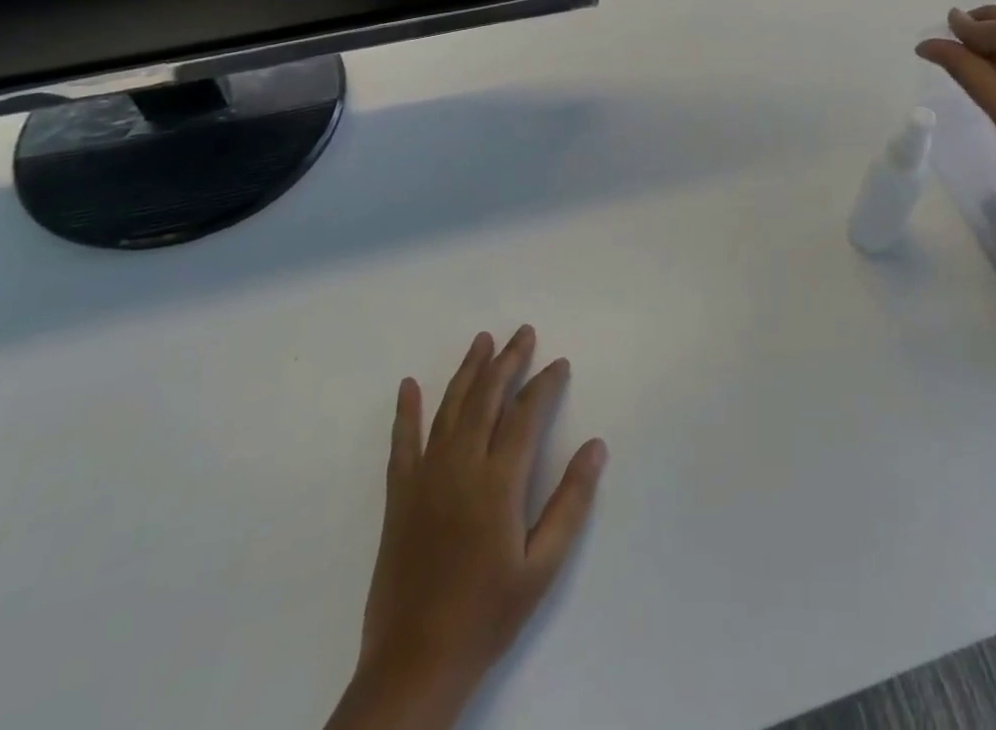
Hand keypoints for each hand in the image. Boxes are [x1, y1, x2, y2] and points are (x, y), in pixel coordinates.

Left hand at [330, 327, 607, 729]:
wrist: (415, 662)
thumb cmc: (487, 614)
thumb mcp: (542, 566)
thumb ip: (570, 502)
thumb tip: (596, 446)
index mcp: (498, 482)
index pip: (525, 414)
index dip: (544, 383)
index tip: (559, 363)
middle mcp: (460, 466)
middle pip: (487, 397)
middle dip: (508, 360)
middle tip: (524, 332)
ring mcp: (425, 477)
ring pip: (450, 407)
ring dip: (468, 370)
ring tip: (482, 340)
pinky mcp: (399, 494)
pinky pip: (403, 441)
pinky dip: (406, 411)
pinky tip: (409, 385)